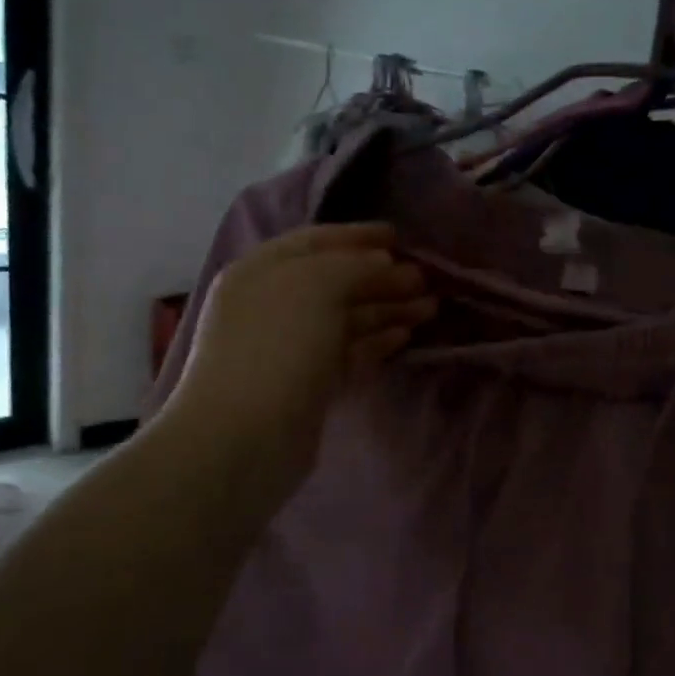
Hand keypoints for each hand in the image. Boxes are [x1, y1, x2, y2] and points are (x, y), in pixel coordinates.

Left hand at [161, 224, 434, 509]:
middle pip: (334, 282)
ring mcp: (288, 347)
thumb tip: (383, 263)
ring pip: (345, 318)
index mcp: (262, 271)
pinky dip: (375, 341)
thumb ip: (354, 265)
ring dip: (386, 309)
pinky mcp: (306, 385)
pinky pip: (347, 352)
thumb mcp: (317, 286)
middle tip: (426, 280)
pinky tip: (404, 336)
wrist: (244, 438)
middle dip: (381, 277)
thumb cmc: (278, 347)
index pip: (315, 241)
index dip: (357, 236)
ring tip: (429, 308)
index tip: (399, 237)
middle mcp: (272, 305)